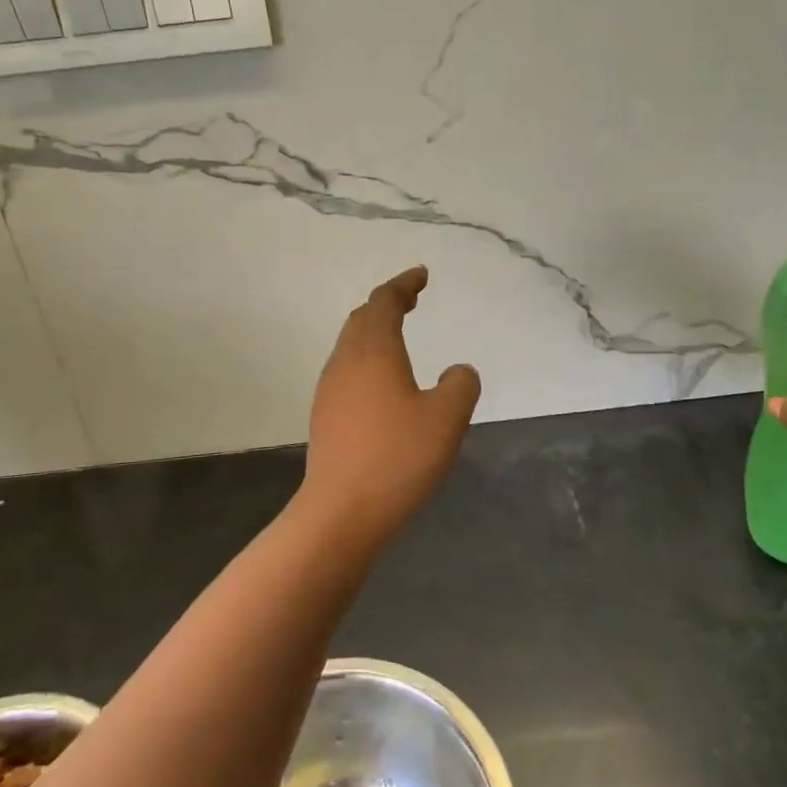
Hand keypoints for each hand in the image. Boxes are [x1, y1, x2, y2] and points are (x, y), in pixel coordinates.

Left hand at [299, 267, 481, 543]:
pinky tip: (382, 381)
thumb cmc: (398, 457)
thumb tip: (459, 371)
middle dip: (387, 302)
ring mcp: (330, 388)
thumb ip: (460, 386)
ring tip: (398, 333)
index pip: (385, 302)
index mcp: (374, 352)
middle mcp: (346, 361)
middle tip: (412, 299)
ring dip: (374, 330)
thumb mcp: (446, 419)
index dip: (404, 284)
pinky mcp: (325, 415)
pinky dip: (367, 357)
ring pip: (351, 343)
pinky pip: (347, 368)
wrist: (341, 511)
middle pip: (363, 317)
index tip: (422, 275)